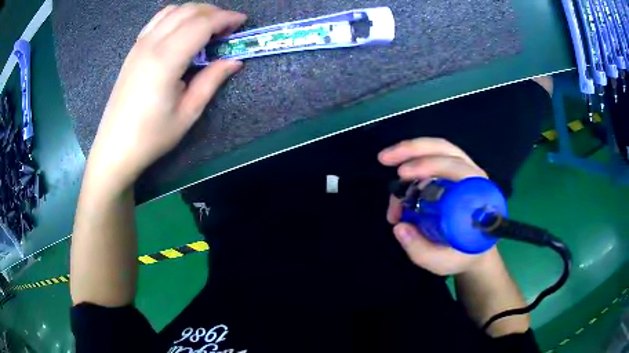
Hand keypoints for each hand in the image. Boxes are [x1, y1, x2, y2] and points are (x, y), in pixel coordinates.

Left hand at [86, 4, 246, 188]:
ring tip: (208, 27)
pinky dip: (176, 16)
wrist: (115, 148)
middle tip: (228, 27)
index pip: (202, 23)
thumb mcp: (188, 113)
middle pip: (189, 10)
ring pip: (173, 10)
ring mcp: (139, 44)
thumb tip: (234, 61)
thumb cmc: (151, 136)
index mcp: (166, 59)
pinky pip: (157, 20)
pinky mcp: (133, 50)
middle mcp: (152, 44)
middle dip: (214, 12)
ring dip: (195, 12)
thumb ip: (212, 80)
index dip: (226, 18)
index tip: (242, 22)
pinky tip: (182, 31)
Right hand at [378, 137, 497, 275]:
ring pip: (438, 149)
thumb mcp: (442, 262)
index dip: (430, 165)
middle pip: (445, 150)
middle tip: (385, 159)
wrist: (475, 253)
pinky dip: (412, 161)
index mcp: (478, 195)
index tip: (403, 175)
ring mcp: (463, 173)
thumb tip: (399, 226)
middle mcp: (473, 177)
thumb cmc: (462, 256)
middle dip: (413, 149)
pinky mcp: (453, 175)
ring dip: (410, 151)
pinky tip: (399, 179)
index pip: (457, 168)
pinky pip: (433, 158)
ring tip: (385, 160)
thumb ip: (420, 250)